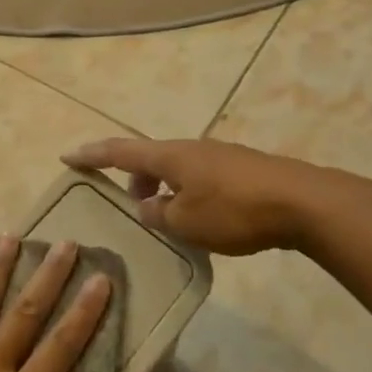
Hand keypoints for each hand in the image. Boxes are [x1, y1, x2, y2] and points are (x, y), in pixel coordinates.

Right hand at [62, 137, 341, 254]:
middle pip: (150, 157)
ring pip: (177, 167)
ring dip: (163, 186)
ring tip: (168, 216)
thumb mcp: (186, 222)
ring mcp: (219, 156)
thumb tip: (149, 207)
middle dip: (134, 177)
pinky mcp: (242, 168)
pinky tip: (202, 217)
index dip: (91, 154)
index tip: (67, 156)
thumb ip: (159, 214)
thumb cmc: (235, 212)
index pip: (119, 151)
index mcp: (170, 156)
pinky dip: (187, 191)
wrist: (304, 202)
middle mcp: (190, 148)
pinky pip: (200, 175)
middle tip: (133, 205)